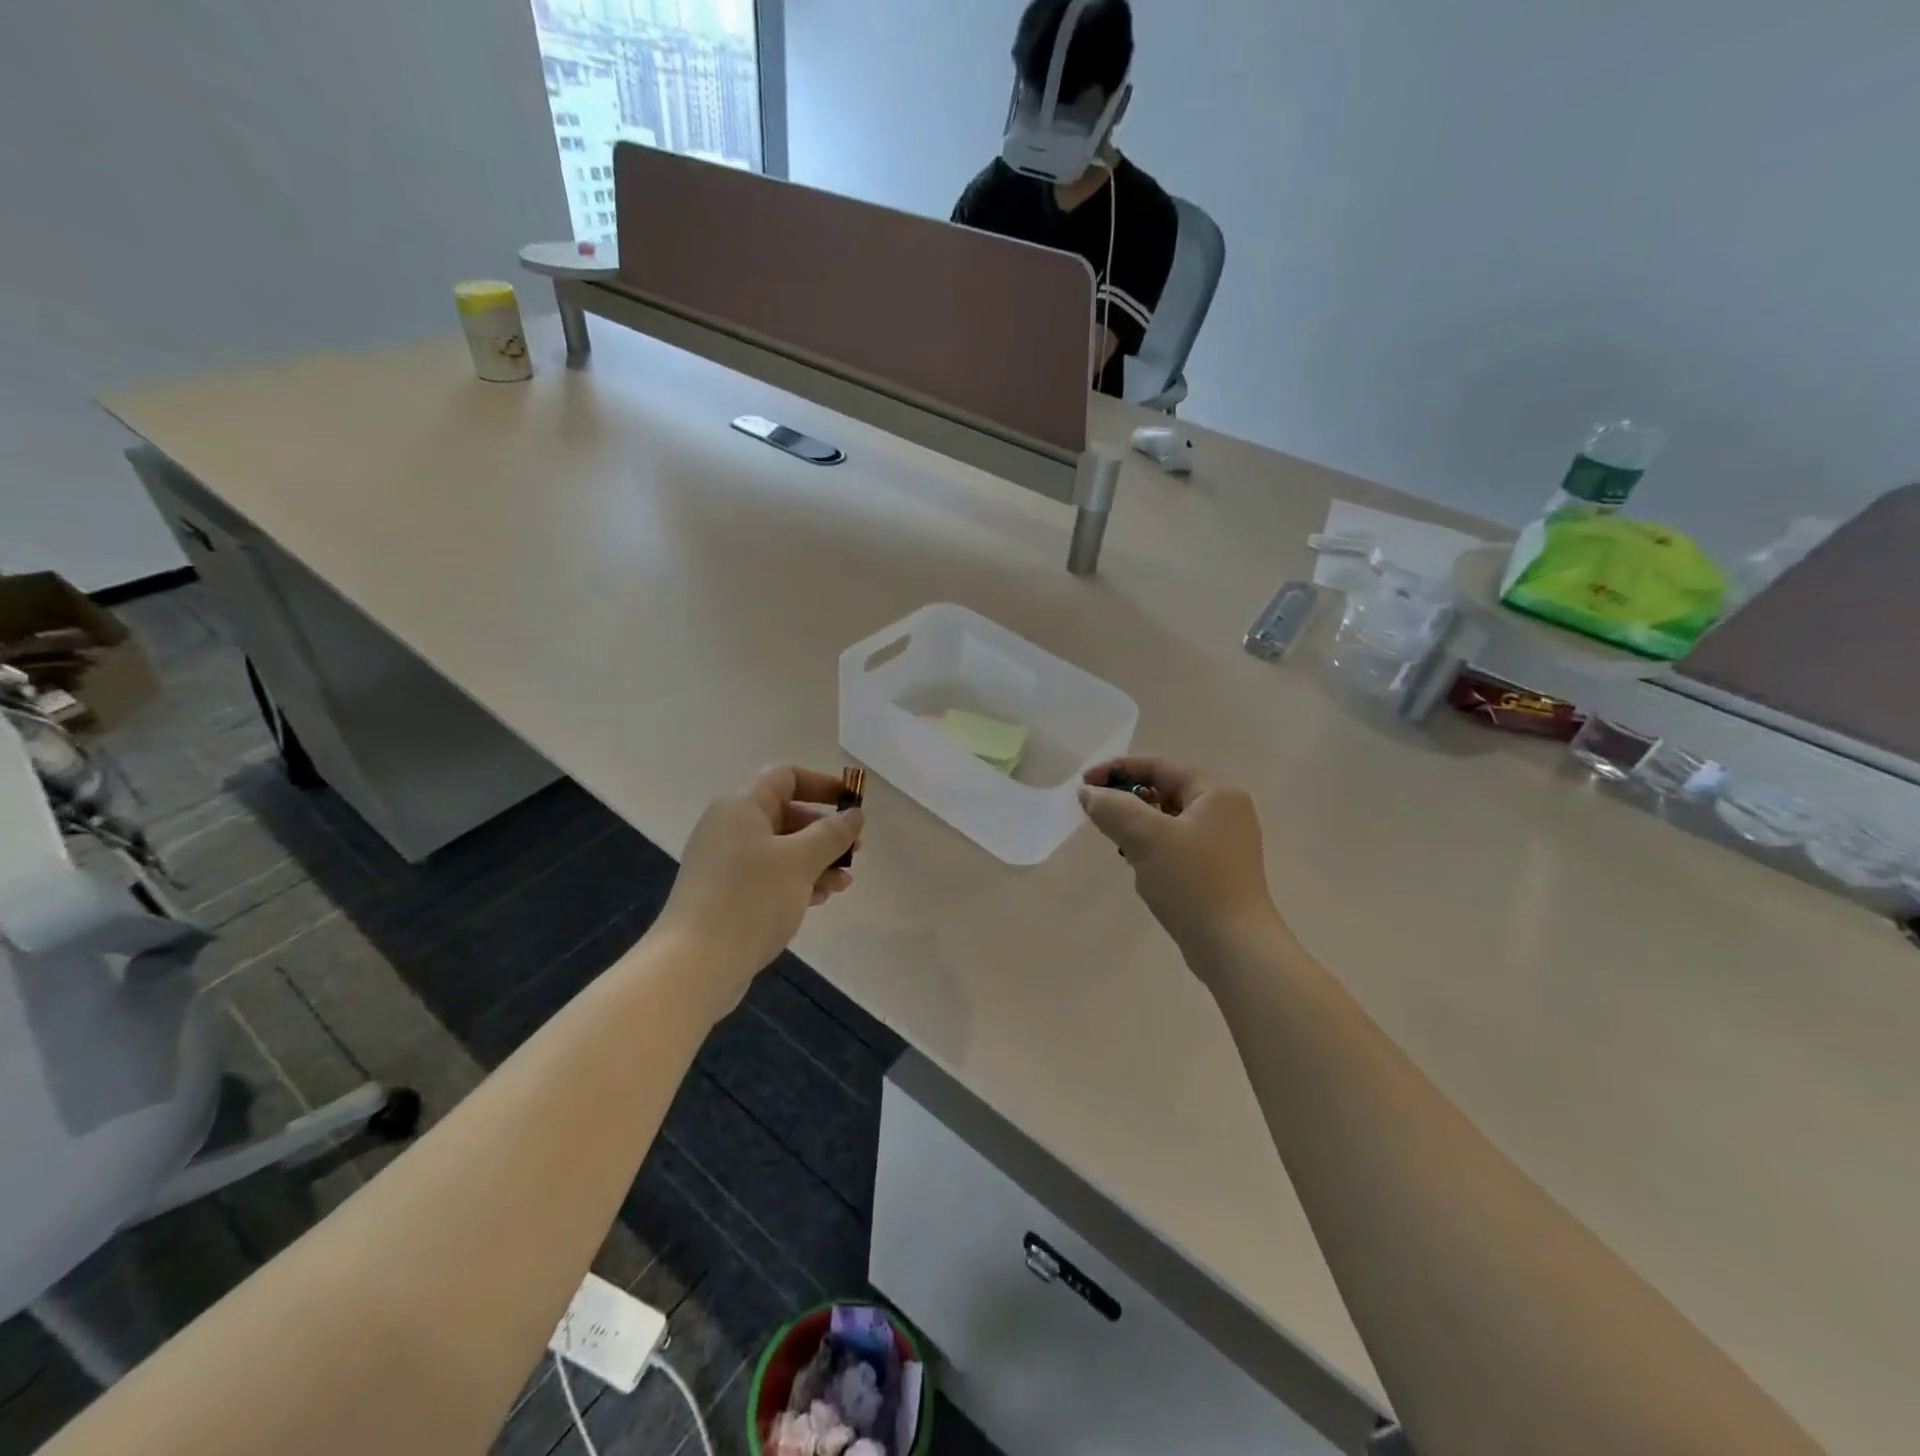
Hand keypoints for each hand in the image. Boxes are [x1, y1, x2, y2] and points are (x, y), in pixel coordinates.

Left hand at [655, 766, 862, 1001]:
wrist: (696, 963)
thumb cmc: (752, 898)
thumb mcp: (801, 860)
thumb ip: (832, 833)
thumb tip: (854, 815)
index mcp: (741, 807)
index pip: (786, 777)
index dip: (823, 784)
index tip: (853, 803)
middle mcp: (729, 828)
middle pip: (787, 815)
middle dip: (825, 832)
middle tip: (855, 852)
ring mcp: (725, 863)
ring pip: (781, 850)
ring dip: (817, 861)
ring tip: (843, 885)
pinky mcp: (725, 895)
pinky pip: (769, 876)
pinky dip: (796, 882)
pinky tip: (820, 900)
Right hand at [1079, 757, 1282, 971]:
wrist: (1234, 948)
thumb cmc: (1192, 883)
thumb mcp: (1146, 838)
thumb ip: (1113, 808)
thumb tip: (1089, 793)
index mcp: (1217, 792)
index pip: (1160, 766)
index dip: (1117, 770)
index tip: (1083, 785)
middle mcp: (1227, 809)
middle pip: (1166, 790)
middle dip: (1129, 800)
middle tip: (1099, 816)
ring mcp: (1227, 841)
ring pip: (1170, 819)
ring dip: (1140, 825)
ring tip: (1120, 845)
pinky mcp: (1220, 868)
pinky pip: (1179, 843)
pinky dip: (1154, 846)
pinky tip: (1142, 868)